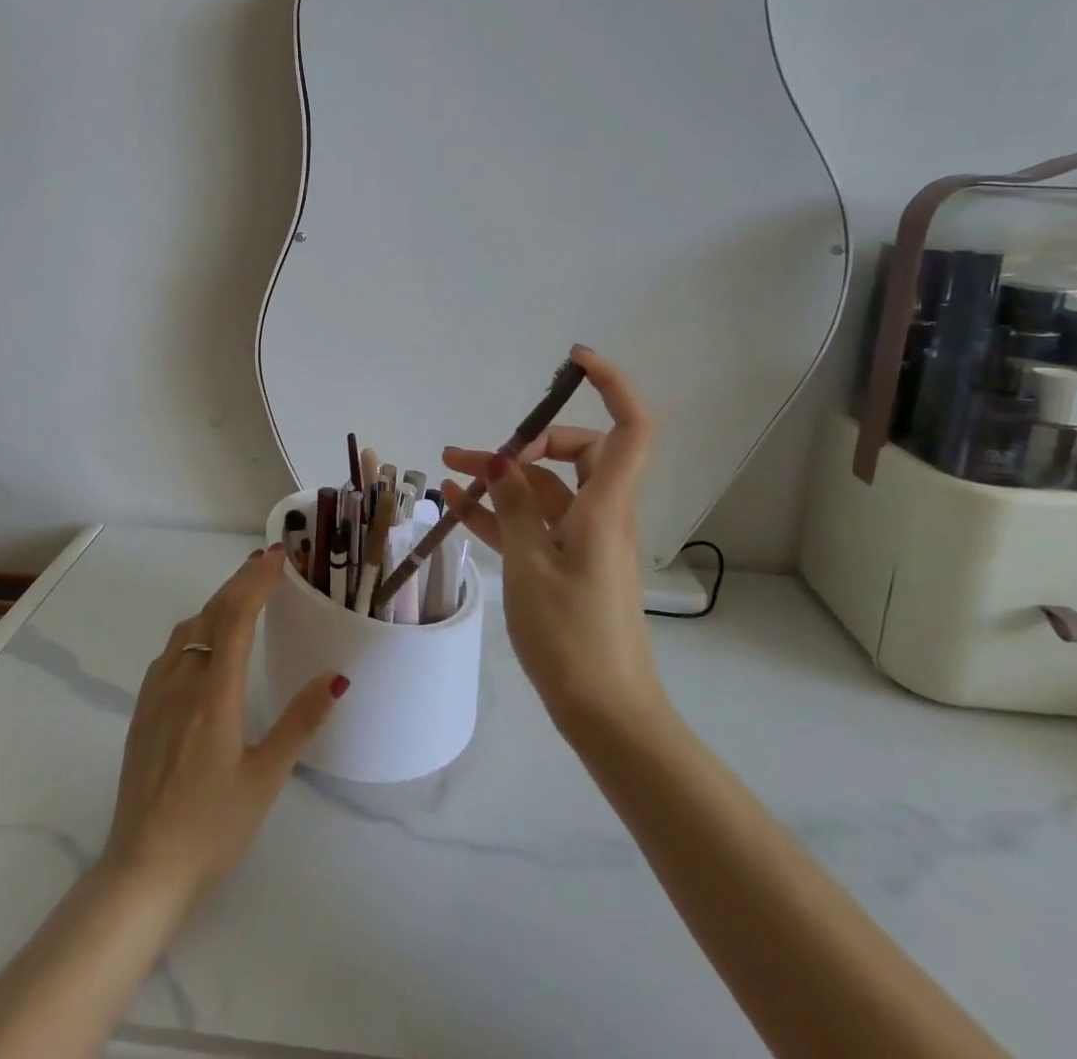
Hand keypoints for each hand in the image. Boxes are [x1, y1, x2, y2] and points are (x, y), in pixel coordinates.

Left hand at [101, 546, 346, 905]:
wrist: (141, 871)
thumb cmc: (212, 827)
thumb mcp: (266, 778)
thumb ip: (300, 722)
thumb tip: (335, 676)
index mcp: (215, 693)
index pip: (236, 617)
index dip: (256, 581)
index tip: (276, 555)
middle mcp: (182, 682)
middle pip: (210, 614)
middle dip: (238, 582)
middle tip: (264, 561)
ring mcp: (156, 695)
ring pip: (186, 630)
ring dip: (215, 603)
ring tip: (240, 595)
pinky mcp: (142, 713)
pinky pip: (169, 652)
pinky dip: (193, 629)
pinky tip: (201, 643)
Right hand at [442, 345, 662, 731]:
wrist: (606, 715)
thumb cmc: (572, 637)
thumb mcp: (531, 566)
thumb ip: (514, 508)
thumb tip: (501, 464)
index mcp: (605, 507)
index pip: (629, 428)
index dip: (611, 385)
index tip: (574, 361)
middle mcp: (601, 515)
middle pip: (577, 453)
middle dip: (525, 443)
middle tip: (479, 456)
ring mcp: (583, 541)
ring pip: (545, 491)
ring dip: (501, 480)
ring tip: (446, 472)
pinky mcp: (568, 566)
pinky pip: (534, 525)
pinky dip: (501, 515)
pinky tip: (458, 509)